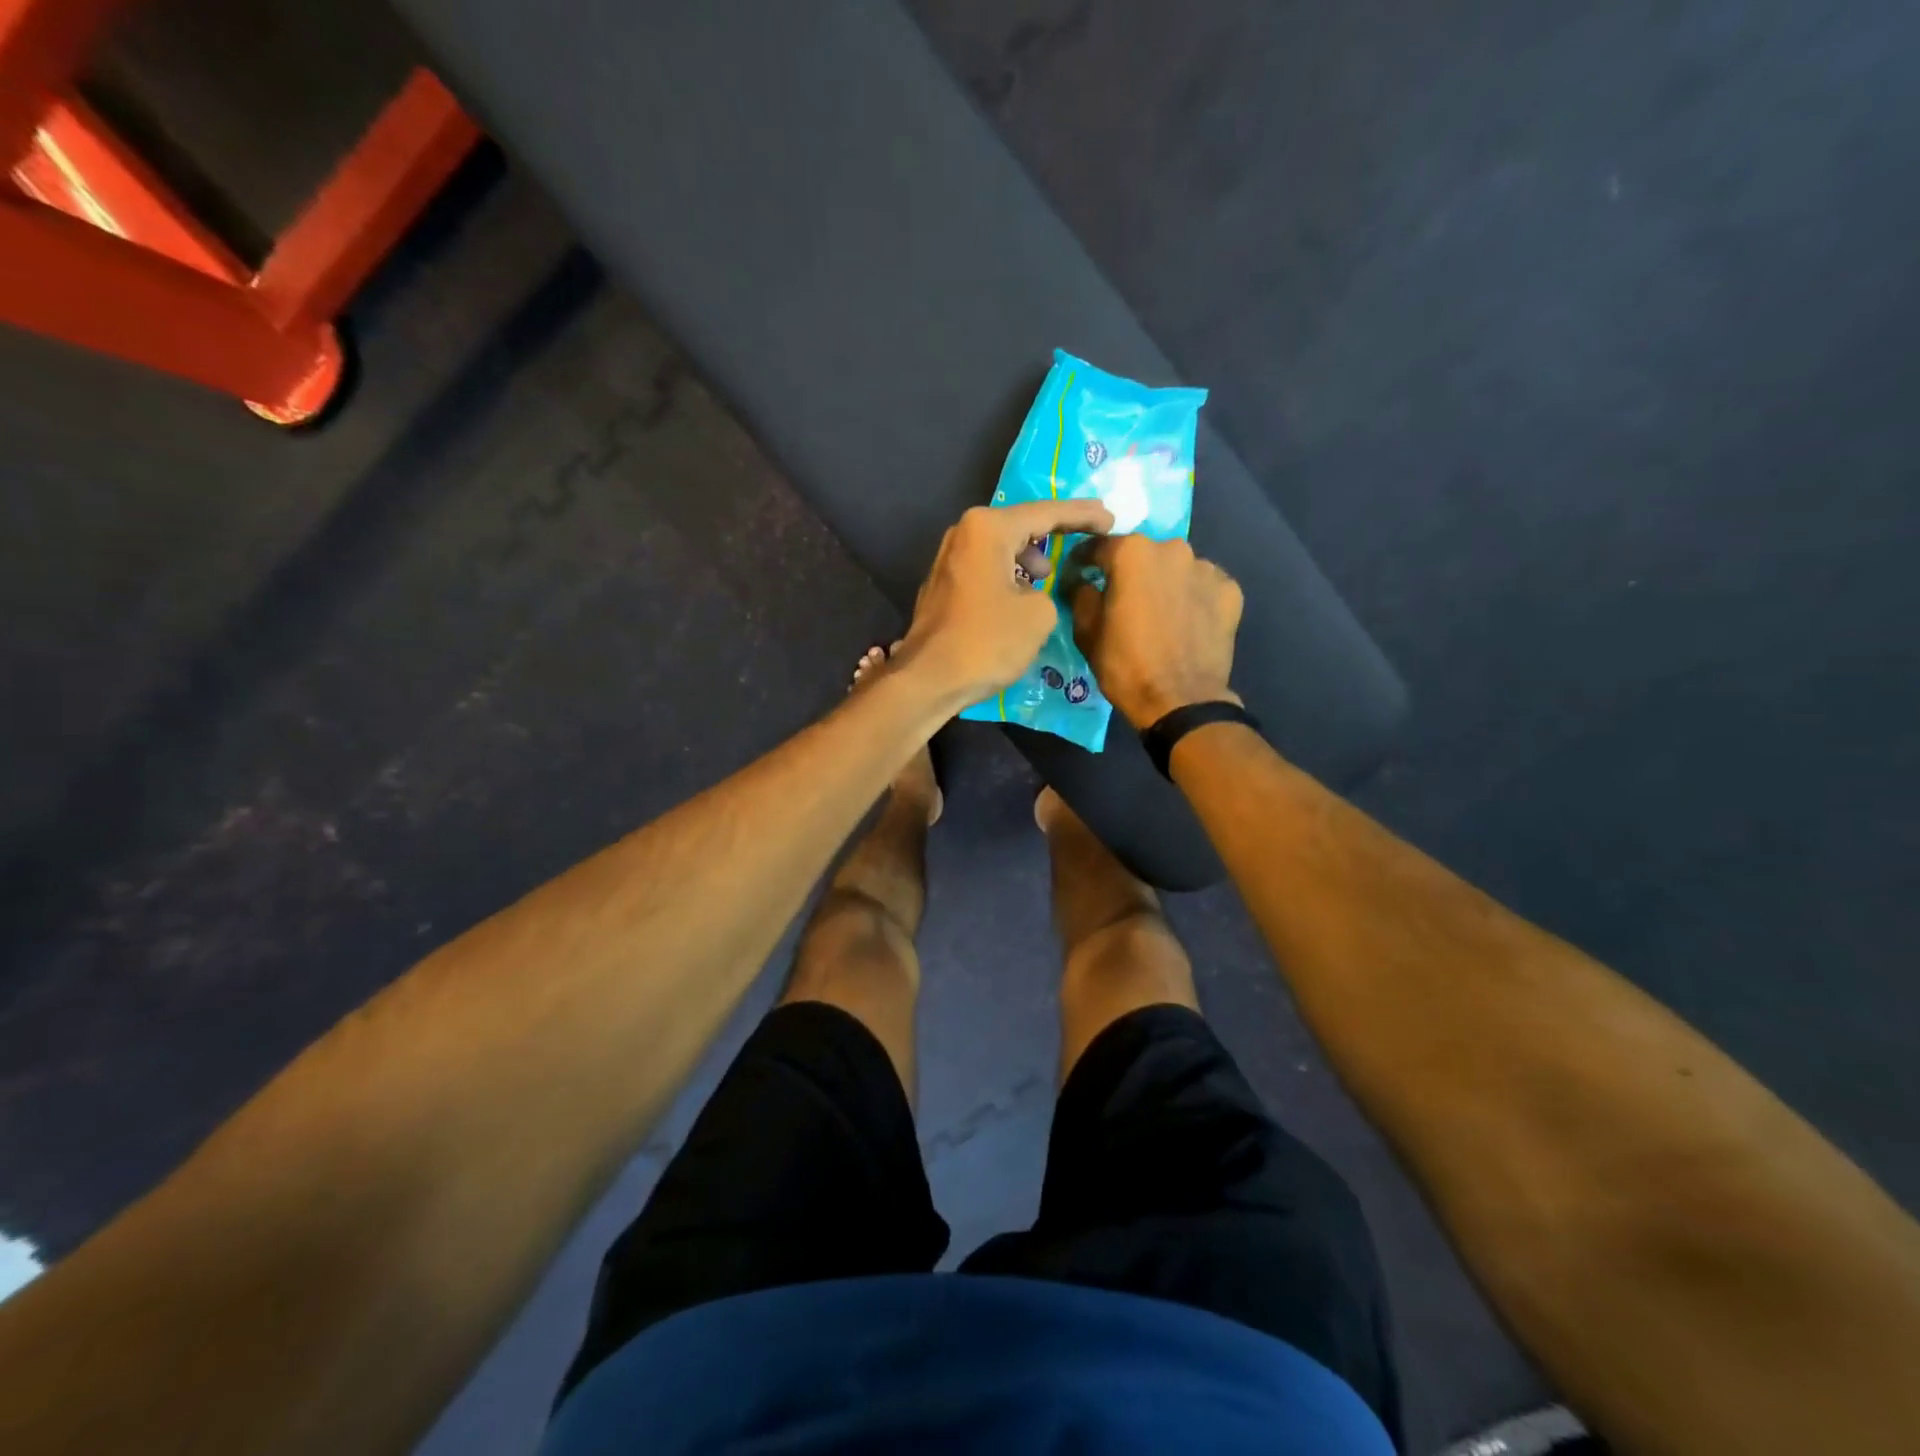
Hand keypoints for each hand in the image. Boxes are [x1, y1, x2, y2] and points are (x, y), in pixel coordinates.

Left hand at [901, 499, 1115, 702]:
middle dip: (1055, 531)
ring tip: (1050, 575)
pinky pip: (986, 567)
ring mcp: (949, 558)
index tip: (1110, 518)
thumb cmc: (986, 641)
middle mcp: (964, 533)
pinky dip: (1009, 573)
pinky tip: (1022, 593)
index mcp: (988, 528)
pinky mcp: (943, 584)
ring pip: (1001, 547)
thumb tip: (1032, 594)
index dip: (1082, 514)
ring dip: (1029, 556)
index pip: (1046, 512)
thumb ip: (1049, 592)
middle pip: (1020, 524)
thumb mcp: (1038, 615)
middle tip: (1088, 536)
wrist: (929, 679)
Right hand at [1067, 535, 1243, 728]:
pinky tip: (1185, 622)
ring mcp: (1206, 568)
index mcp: (1132, 553)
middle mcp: (1172, 549)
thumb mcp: (1086, 632)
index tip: (1079, 575)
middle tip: (1123, 599)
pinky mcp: (1230, 590)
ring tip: (1158, 613)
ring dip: (1164, 583)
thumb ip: (1081, 596)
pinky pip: (1202, 586)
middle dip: (1130, 572)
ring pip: (1175, 568)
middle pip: (1143, 554)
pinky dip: (1192, 597)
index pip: (1099, 546)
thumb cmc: (1125, 666)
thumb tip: (1082, 583)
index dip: (1084, 561)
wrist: (1181, 701)